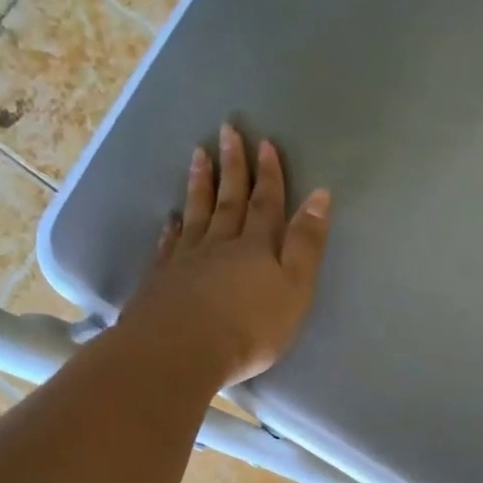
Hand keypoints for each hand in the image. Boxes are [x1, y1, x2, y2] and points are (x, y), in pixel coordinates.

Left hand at [118, 124, 331, 386]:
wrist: (180, 352)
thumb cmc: (249, 327)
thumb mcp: (295, 288)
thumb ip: (307, 244)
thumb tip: (320, 196)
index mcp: (257, 246)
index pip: (266, 203)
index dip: (269, 174)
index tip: (265, 143)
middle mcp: (220, 244)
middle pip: (228, 199)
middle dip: (232, 166)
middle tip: (227, 130)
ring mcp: (186, 260)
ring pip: (196, 214)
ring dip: (200, 185)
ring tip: (198, 156)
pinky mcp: (161, 280)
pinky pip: (169, 245)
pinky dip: (173, 228)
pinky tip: (171, 218)